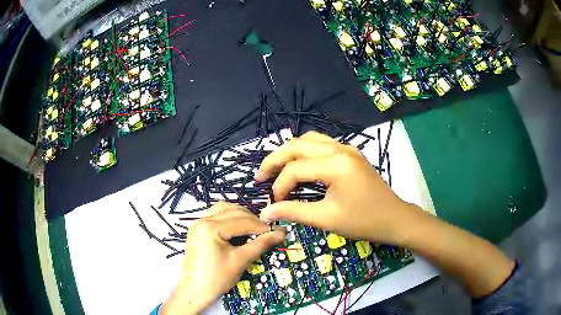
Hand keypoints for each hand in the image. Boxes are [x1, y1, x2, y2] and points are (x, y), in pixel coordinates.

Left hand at [161, 203, 285, 314]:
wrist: (195, 291)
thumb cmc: (217, 278)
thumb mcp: (240, 261)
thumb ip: (260, 244)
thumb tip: (281, 233)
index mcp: (210, 227)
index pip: (242, 221)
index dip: (262, 226)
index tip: (278, 232)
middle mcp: (202, 220)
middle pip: (233, 212)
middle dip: (252, 220)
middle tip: (267, 231)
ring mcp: (198, 223)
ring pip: (223, 210)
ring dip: (240, 215)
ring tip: (253, 228)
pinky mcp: (197, 229)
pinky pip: (216, 215)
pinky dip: (229, 218)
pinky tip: (238, 228)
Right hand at [256, 131, 424, 245]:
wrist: (395, 218)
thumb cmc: (364, 221)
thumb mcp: (327, 219)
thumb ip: (294, 211)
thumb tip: (265, 213)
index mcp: (335, 164)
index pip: (295, 168)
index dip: (279, 186)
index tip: (274, 204)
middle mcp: (340, 148)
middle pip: (297, 145)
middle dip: (275, 159)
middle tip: (261, 177)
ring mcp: (346, 148)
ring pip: (309, 140)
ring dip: (290, 153)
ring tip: (277, 170)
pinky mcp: (350, 153)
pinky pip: (321, 144)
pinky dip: (305, 153)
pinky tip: (299, 166)